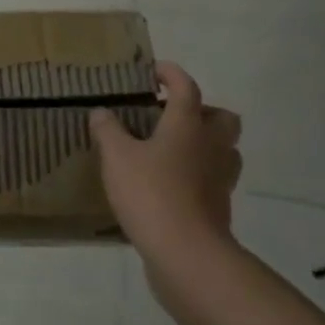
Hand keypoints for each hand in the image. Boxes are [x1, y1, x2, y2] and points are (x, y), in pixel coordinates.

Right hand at [91, 61, 242, 266]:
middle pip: (222, 117)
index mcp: (188, 125)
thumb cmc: (151, 193)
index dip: (171, 74)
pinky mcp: (220, 206)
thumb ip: (108, 131)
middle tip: (171, 116)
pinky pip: (215, 179)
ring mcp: (221, 178)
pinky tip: (172, 182)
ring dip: (205, 143)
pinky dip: (199, 174)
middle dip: (201, 110)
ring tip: (172, 149)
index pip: (186, 87)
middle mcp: (211, 145)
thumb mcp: (116, 157)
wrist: (186, 253)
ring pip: (224, 149)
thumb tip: (101, 112)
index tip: (155, 71)